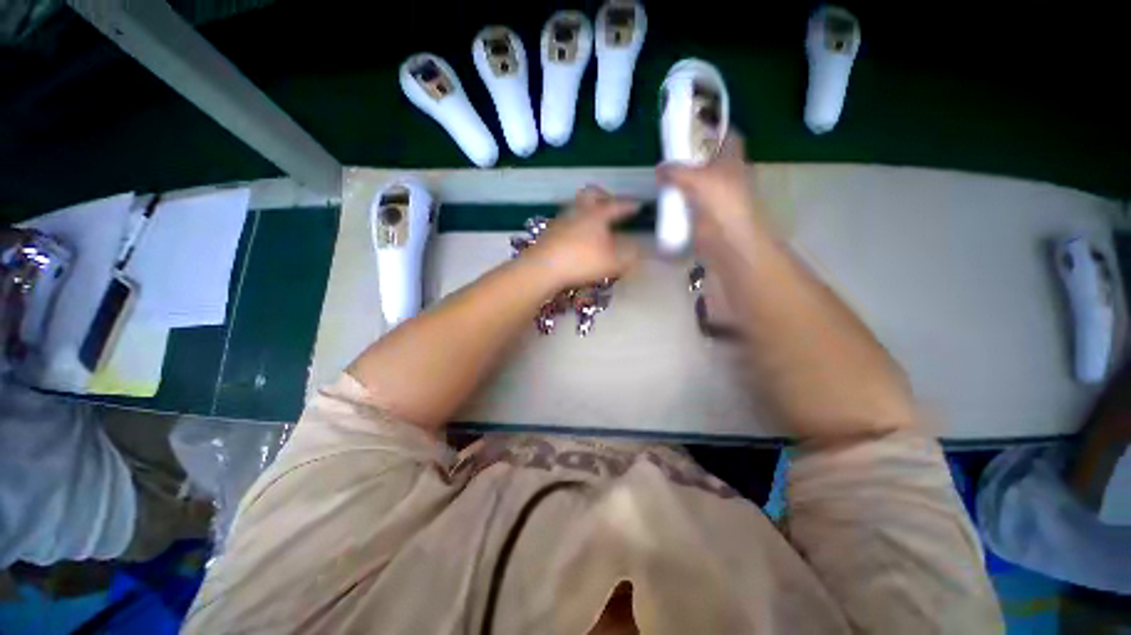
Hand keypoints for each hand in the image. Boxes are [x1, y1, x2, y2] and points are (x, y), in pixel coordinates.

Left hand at [521, 186, 640, 289]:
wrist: (543, 267)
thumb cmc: (582, 261)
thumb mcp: (613, 261)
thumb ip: (629, 255)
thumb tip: (637, 249)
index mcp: (597, 214)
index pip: (617, 205)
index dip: (629, 205)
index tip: (638, 205)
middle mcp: (579, 211)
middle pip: (591, 194)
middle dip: (604, 197)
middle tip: (610, 205)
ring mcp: (562, 220)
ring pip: (577, 207)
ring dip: (587, 211)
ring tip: (594, 225)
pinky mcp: (549, 232)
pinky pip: (567, 222)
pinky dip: (575, 225)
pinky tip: (576, 238)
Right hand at [656, 131, 769, 252]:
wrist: (728, 242)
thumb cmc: (722, 203)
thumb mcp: (698, 180)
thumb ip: (676, 172)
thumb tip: (659, 169)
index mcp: (733, 160)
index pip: (728, 135)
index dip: (714, 128)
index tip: (694, 126)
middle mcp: (727, 175)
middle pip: (709, 159)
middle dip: (692, 155)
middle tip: (670, 152)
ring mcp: (716, 196)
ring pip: (699, 181)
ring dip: (684, 178)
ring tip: (663, 173)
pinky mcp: (705, 214)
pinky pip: (690, 201)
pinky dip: (680, 199)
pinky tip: (665, 197)